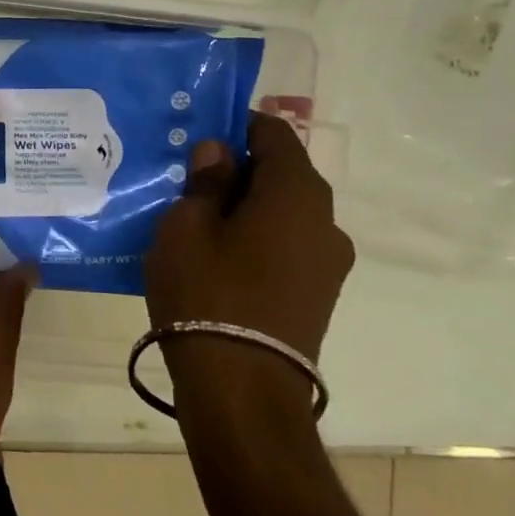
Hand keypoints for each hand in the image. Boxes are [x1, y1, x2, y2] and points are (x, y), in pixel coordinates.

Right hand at [143, 112, 353, 365]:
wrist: (242, 390)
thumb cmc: (208, 293)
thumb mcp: (187, 226)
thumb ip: (206, 181)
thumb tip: (219, 153)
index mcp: (298, 193)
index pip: (273, 133)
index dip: (235, 125)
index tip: (197, 135)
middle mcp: (326, 221)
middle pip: (281, 174)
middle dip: (236, 169)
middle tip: (186, 178)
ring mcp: (328, 263)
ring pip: (283, 212)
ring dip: (245, 207)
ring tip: (197, 220)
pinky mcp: (319, 295)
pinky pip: (286, 246)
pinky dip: (256, 238)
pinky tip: (216, 256)